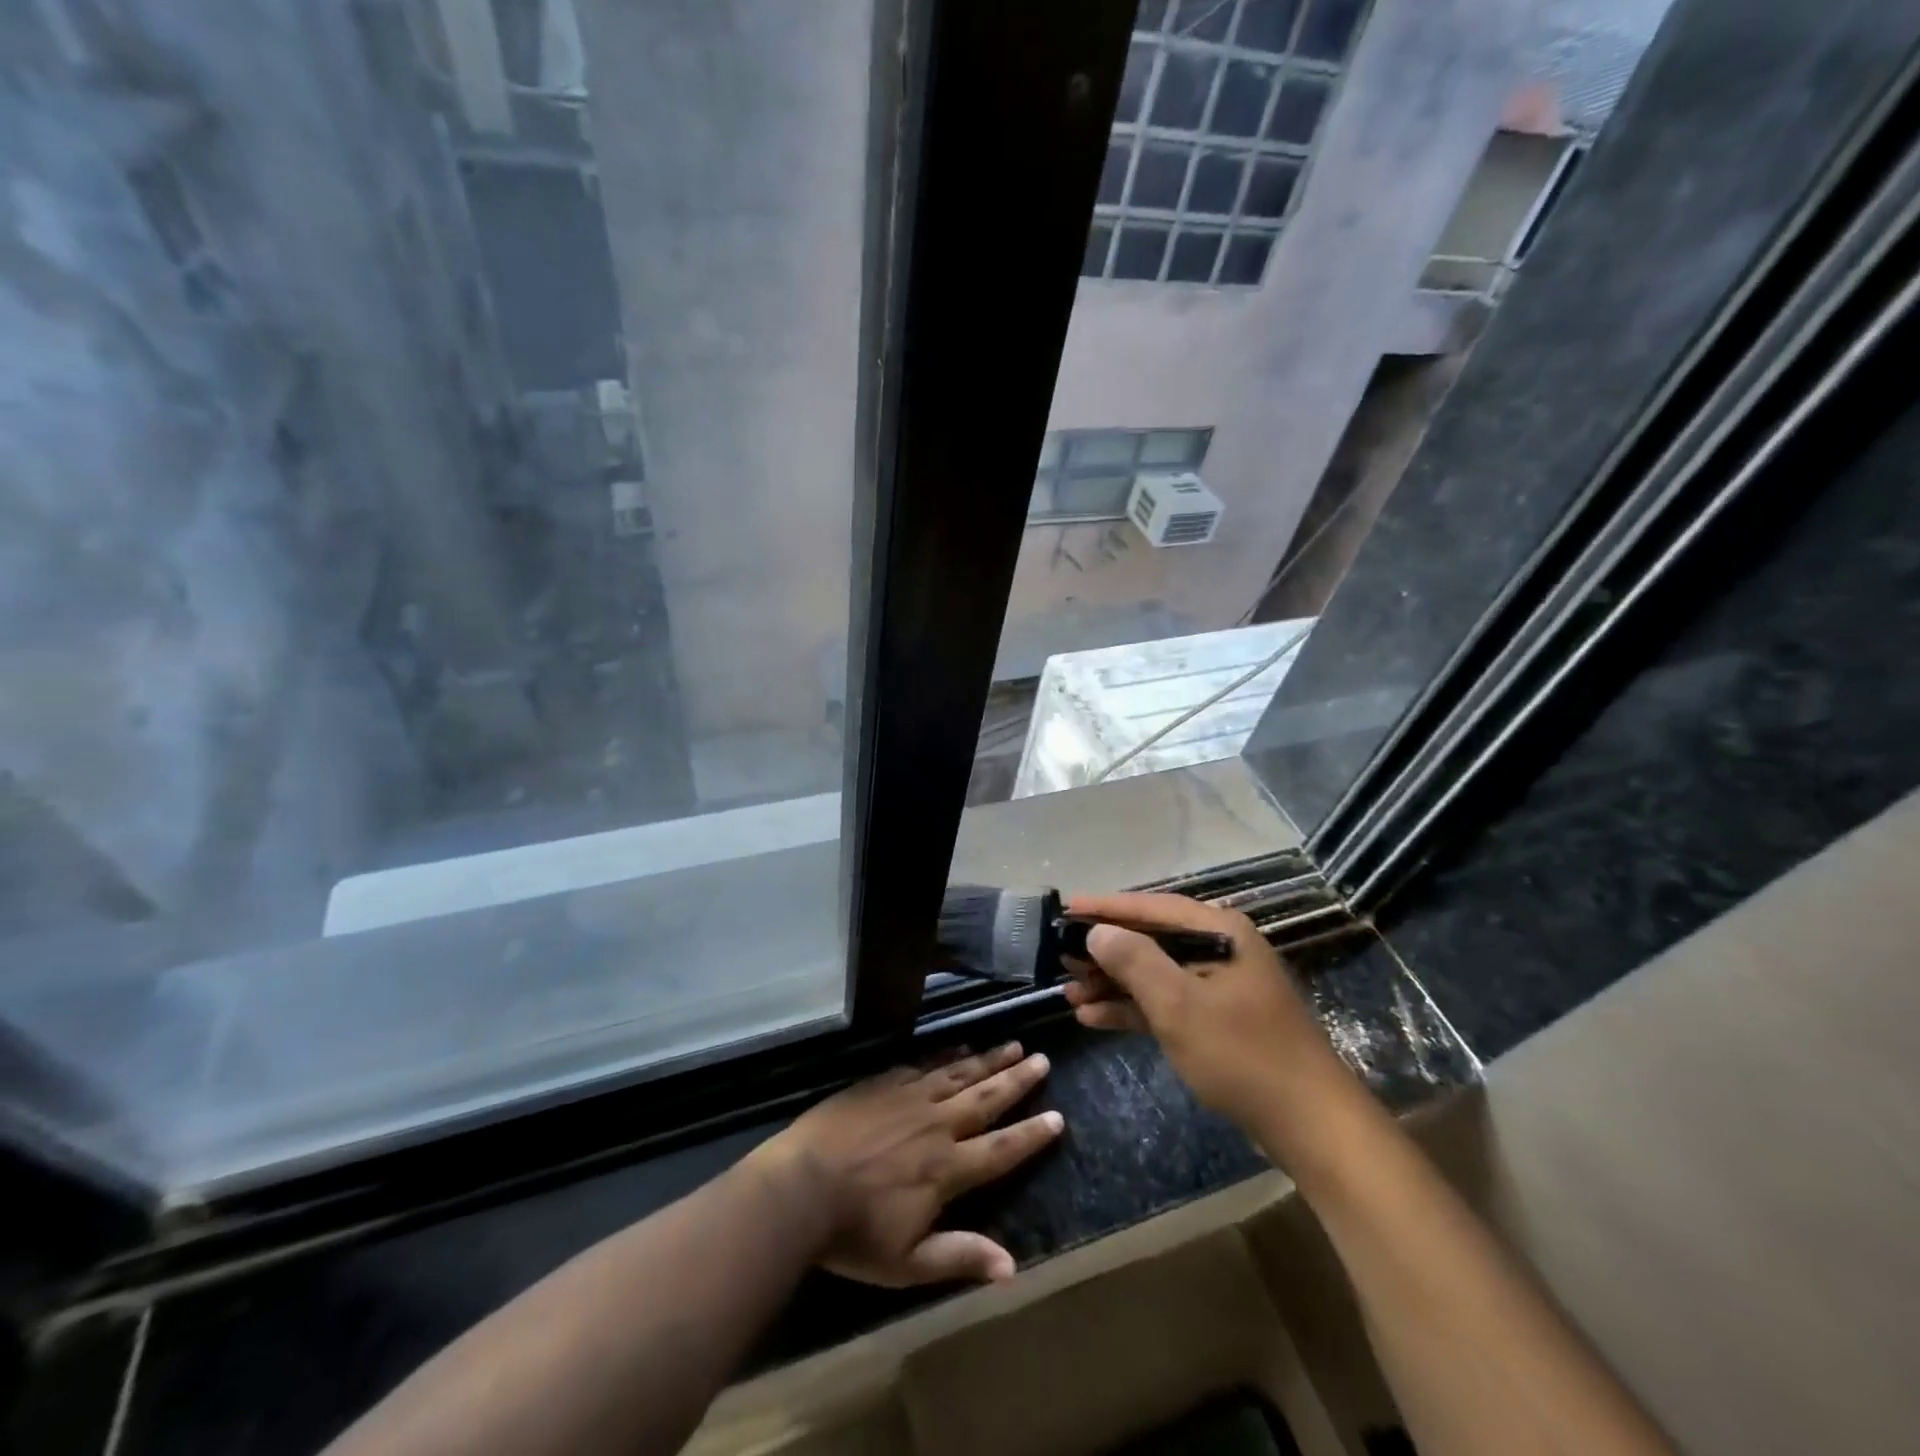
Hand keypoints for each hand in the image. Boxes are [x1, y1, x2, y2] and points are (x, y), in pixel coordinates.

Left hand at [753, 1042, 1061, 1286]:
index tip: (1058, 1116)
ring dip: (987, 1059)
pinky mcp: (883, 1082)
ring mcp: (909, 1097)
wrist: (799, 1186)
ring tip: (1011, 1045)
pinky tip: (958, 1047)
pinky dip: (946, 1056)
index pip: (1001, 1148)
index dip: (1031, 1134)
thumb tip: (1012, 1267)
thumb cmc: (853, 1233)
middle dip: (1016, 1079)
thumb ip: (960, 1257)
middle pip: (986, 1097)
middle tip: (1041, 1059)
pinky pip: (924, 1064)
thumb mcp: (907, 1263)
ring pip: (958, 1073)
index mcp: (947, 1169)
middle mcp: (937, 1125)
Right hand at [1062, 892, 1355, 1149]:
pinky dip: (1133, 1009)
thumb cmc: (1242, 1054)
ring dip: (1113, 984)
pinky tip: (1095, 1018)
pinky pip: (1166, 1004)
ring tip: (1069, 993)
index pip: (1151, 908)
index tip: (1066, 908)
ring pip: (1155, 974)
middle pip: (1151, 940)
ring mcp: (1220, 987)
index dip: (1105, 908)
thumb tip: (1098, 932)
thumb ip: (1135, 961)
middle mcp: (1219, 949)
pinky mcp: (1218, 1020)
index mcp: (1219, 932)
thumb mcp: (1179, 1004)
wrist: (1310, 1125)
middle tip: (1060, 957)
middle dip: (1105, 952)